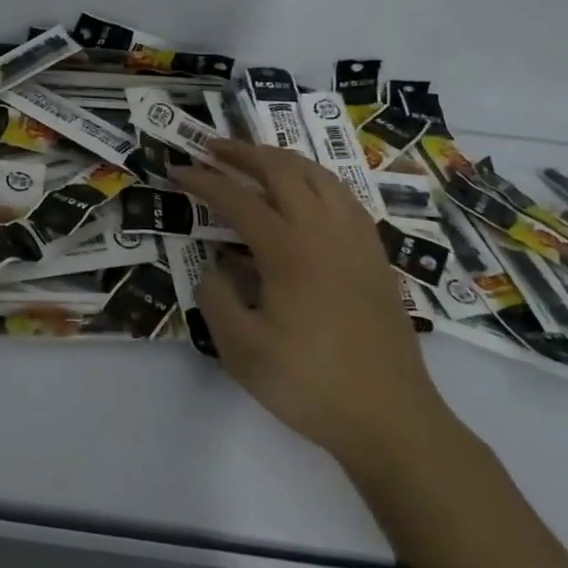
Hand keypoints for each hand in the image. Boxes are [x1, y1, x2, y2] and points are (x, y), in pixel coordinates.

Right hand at [174, 140, 457, 475]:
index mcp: (290, 251)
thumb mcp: (241, 350)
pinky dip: (316, 180)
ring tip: (255, 159)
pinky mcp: (375, 257)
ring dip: (282, 159)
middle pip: (283, 170)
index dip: (204, 181)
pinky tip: (306, 193)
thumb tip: (217, 265)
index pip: (238, 199)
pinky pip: (344, 197)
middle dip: (243, 153)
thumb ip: (217, 297)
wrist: (391, 419)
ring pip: (319, 176)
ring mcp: (356, 241)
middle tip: (212, 148)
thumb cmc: (309, 385)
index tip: (176, 171)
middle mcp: (325, 232)